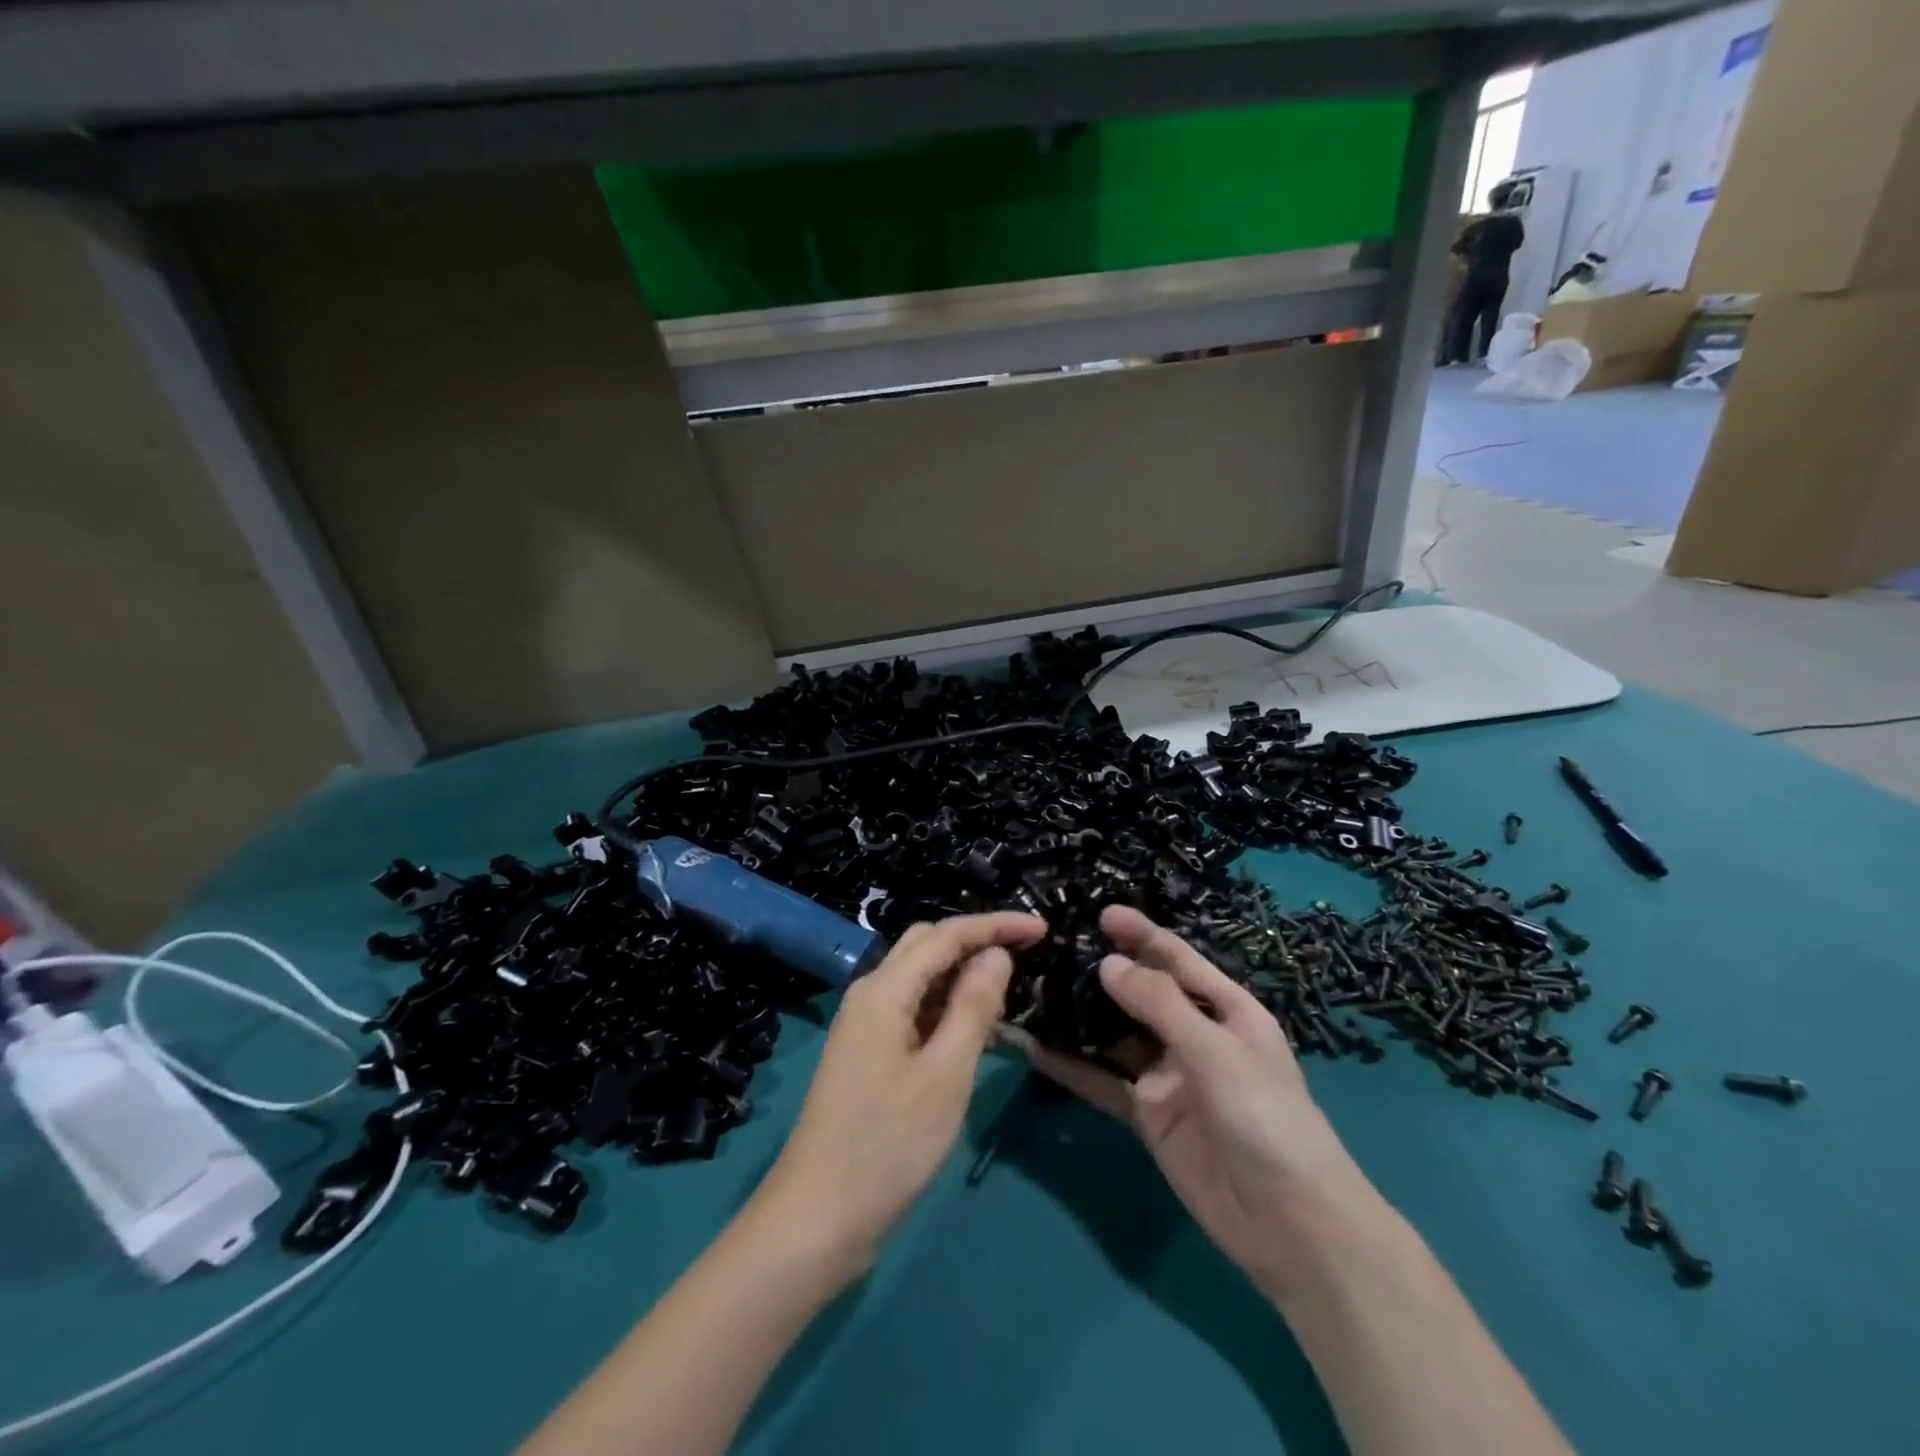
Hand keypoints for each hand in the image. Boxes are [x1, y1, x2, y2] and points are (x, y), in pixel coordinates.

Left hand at [756, 912, 1046, 1275]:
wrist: (817, 1218)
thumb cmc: (888, 1144)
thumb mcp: (945, 1074)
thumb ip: (974, 1006)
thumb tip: (996, 954)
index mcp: (885, 989)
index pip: (947, 934)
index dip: (995, 925)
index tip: (1042, 927)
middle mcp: (870, 994)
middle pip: (927, 945)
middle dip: (977, 942)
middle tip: (1026, 958)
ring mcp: (865, 1024)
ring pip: (920, 978)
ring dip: (962, 976)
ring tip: (1010, 995)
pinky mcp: (867, 1053)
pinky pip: (913, 1009)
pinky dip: (946, 1008)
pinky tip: (976, 1032)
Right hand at [1015, 906, 1382, 1302]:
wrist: (1291, 1225)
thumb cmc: (1266, 1118)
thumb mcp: (1216, 1051)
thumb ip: (1160, 1005)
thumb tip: (1108, 964)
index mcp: (1225, 1009)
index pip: (1176, 960)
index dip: (1141, 935)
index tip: (1101, 913)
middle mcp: (1194, 1036)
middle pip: (1141, 994)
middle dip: (1103, 973)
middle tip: (1051, 951)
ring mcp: (1169, 1077)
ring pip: (1116, 1036)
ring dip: (1081, 1017)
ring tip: (1034, 992)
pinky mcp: (1149, 1116)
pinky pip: (1105, 1083)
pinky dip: (1072, 1068)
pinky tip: (1035, 1050)